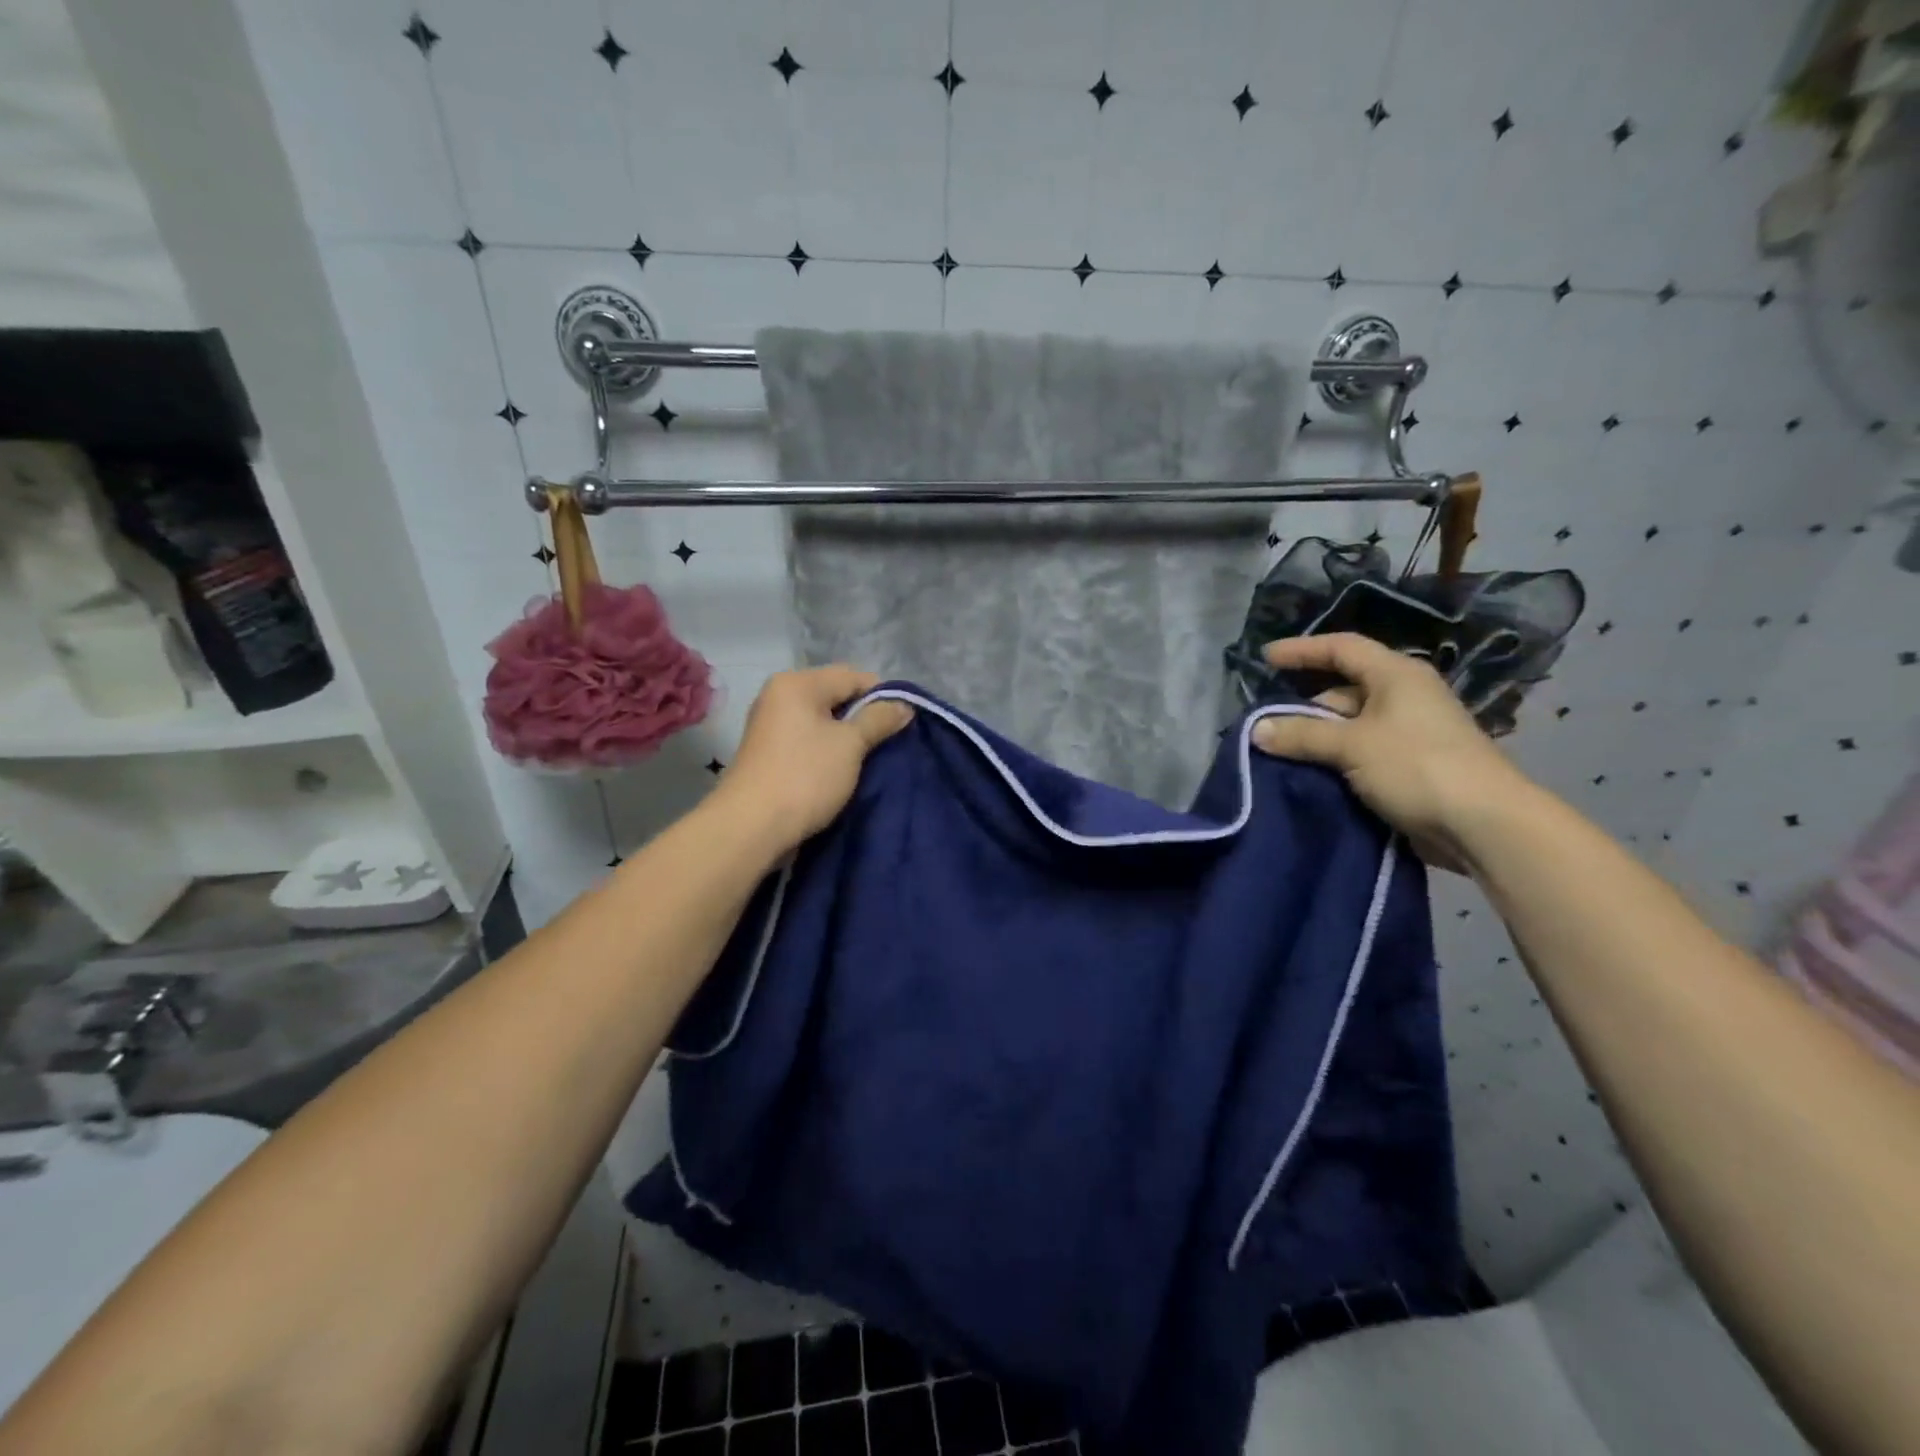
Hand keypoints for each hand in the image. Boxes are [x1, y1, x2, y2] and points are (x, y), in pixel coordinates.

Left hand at [711, 665, 912, 852]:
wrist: (751, 827)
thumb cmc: (805, 777)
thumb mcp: (850, 744)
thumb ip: (879, 719)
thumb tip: (904, 704)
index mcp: (797, 683)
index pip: (853, 676)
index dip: (882, 697)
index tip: (903, 724)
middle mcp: (780, 696)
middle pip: (837, 697)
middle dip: (865, 718)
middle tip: (889, 744)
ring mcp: (772, 726)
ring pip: (824, 722)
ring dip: (848, 739)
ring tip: (870, 760)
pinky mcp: (771, 754)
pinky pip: (810, 742)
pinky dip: (829, 752)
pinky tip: (844, 771)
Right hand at [1250, 634, 1529, 871]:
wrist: (1483, 824)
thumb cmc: (1417, 766)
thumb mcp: (1351, 745)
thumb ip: (1301, 734)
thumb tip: (1256, 729)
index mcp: (1396, 675)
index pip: (1342, 648)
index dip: (1302, 650)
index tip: (1265, 659)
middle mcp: (1404, 696)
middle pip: (1343, 689)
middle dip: (1305, 705)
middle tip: (1266, 724)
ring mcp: (1410, 732)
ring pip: (1351, 725)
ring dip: (1318, 737)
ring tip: (1279, 753)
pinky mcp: (1411, 765)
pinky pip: (1361, 752)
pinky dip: (1335, 759)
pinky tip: (1309, 774)